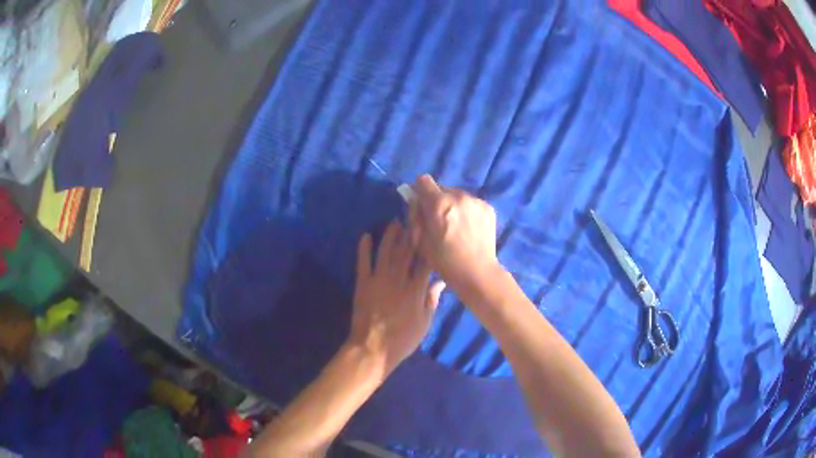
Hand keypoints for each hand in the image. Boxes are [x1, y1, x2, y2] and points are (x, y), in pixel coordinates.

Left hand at [348, 221, 444, 377]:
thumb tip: (441, 282)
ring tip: (395, 222)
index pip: (425, 261)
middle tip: (414, 215)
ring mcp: (378, 279)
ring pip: (386, 251)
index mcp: (415, 289)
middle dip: (411, 231)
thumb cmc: (402, 339)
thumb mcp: (424, 323)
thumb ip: (431, 301)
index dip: (428, 243)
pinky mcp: (362, 283)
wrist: (373, 349)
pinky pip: (363, 262)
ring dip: (390, 235)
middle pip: (406, 250)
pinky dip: (364, 248)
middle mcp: (398, 279)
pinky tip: (366, 235)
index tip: (431, 228)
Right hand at [409, 174, 501, 294]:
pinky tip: (469, 229)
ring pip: (457, 195)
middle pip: (441, 188)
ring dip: (453, 205)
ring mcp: (475, 201)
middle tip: (439, 220)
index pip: (423, 180)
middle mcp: (458, 196)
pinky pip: (471, 203)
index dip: (419, 191)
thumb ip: (416, 216)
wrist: (477, 272)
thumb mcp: (420, 241)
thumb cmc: (444, 261)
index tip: (421, 204)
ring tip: (456, 226)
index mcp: (438, 203)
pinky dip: (467, 211)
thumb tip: (416, 202)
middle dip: (437, 200)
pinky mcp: (488, 208)